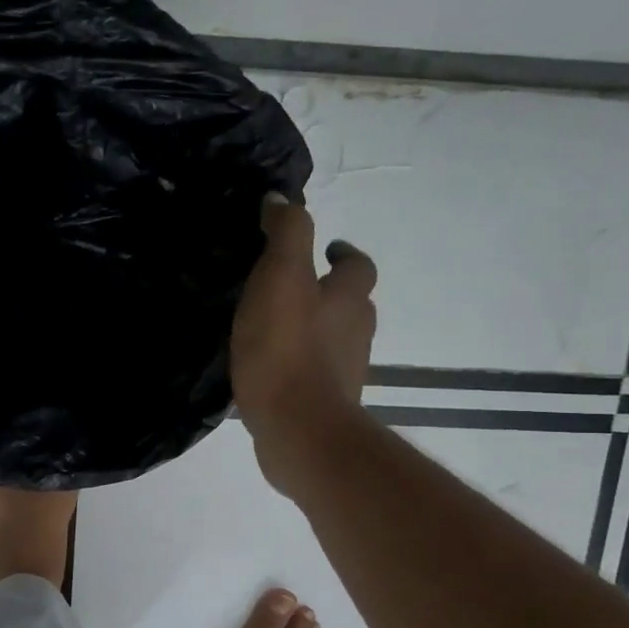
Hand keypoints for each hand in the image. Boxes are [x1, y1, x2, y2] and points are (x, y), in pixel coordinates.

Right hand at [231, 194, 377, 495]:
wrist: (298, 429)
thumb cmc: (288, 349)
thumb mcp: (281, 277)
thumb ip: (285, 233)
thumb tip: (280, 199)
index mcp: (350, 298)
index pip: (358, 265)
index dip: (342, 253)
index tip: (325, 249)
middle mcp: (357, 333)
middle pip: (352, 304)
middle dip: (329, 293)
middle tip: (294, 288)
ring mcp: (344, 372)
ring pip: (334, 340)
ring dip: (314, 329)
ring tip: (275, 327)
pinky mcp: (325, 403)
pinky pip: (313, 373)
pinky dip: (299, 364)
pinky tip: (270, 369)